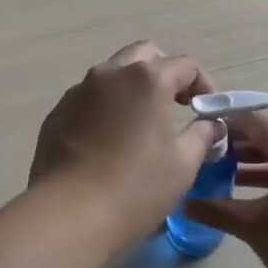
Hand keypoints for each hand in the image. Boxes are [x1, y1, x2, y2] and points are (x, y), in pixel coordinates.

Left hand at [29, 42, 220, 242]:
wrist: (69, 213)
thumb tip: (210, 125)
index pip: (184, 64)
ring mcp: (78, 91)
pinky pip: (88, 98)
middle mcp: (110, 74)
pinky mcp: (57, 112)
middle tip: (176, 103)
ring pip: (112, 74)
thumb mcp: (184, 165)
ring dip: (131, 88)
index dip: (202, 83)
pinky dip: (105, 107)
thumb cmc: (136, 187)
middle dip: (164, 72)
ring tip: (140, 124)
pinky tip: (108, 141)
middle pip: (144, 55)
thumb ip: (202, 136)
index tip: (206, 108)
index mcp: (146, 79)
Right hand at [182, 112, 267, 267]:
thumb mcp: (254, 227)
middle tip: (203, 160)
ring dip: (252, 169)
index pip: (251, 122)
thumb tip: (185, 203)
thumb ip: (218, 211)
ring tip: (222, 182)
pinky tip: (254, 208)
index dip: (222, 124)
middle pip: (267, 141)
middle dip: (234, 149)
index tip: (196, 134)